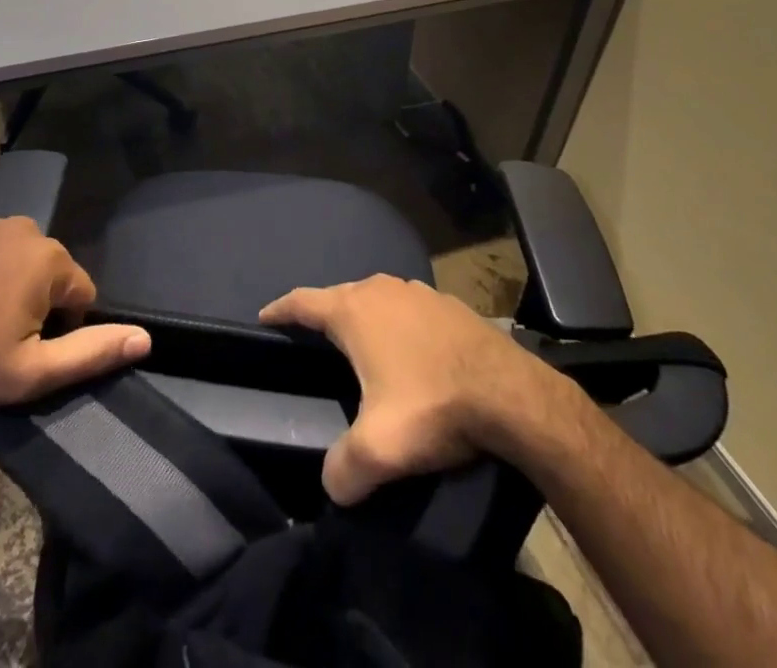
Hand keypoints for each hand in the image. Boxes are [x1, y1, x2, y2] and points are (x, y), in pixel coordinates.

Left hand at [0, 218, 150, 410]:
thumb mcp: (33, 372)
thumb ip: (92, 352)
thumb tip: (146, 338)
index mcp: (49, 258)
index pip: (83, 294)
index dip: (63, 329)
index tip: (28, 352)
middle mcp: (26, 229)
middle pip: (53, 274)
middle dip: (39, 306)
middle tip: (2, 342)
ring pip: (22, 262)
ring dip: (13, 289)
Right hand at [261, 275, 570, 503]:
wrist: (512, 394)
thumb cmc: (433, 406)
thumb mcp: (379, 448)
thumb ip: (343, 468)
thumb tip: (332, 487)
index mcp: (354, 311)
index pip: (302, 302)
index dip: (280, 310)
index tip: (264, 318)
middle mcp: (381, 289)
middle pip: (339, 296)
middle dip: (323, 315)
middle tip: (313, 341)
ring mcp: (418, 291)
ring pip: (376, 298)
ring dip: (363, 317)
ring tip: (360, 345)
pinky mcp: (448, 304)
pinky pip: (408, 309)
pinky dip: (398, 323)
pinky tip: (410, 349)